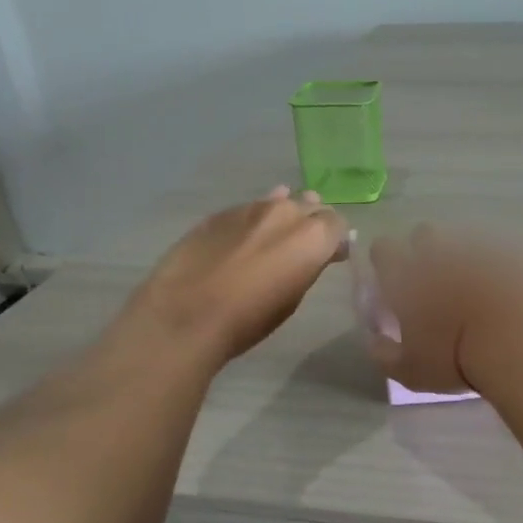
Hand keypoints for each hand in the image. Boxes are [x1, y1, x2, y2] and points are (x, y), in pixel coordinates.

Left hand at [128, 188, 348, 363]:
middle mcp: (285, 212)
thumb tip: (318, 254)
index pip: (337, 223)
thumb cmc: (249, 319)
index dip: (335, 239)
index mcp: (312, 236)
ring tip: (274, 240)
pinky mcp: (219, 213)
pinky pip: (248, 210)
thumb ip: (309, 266)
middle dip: (312, 223)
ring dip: (282, 218)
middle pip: (309, 206)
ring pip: (277, 203)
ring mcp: (249, 208)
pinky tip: (243, 241)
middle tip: (303, 248)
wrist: (185, 314)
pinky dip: (253, 222)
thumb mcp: (292, 298)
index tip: (330, 257)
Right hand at [367, 226, 522, 392]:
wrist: (521, 338)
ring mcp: (478, 248)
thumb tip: (374, 342)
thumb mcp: (411, 371)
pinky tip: (506, 291)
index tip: (393, 281)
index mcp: (406, 275)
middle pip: (423, 234)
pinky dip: (499, 268)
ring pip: (463, 241)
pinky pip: (500, 252)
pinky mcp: (515, 253)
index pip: (383, 250)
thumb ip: (385, 355)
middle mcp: (439, 253)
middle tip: (435, 282)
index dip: (385, 262)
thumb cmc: (456, 357)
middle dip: (425, 250)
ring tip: (474, 288)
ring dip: (463, 258)